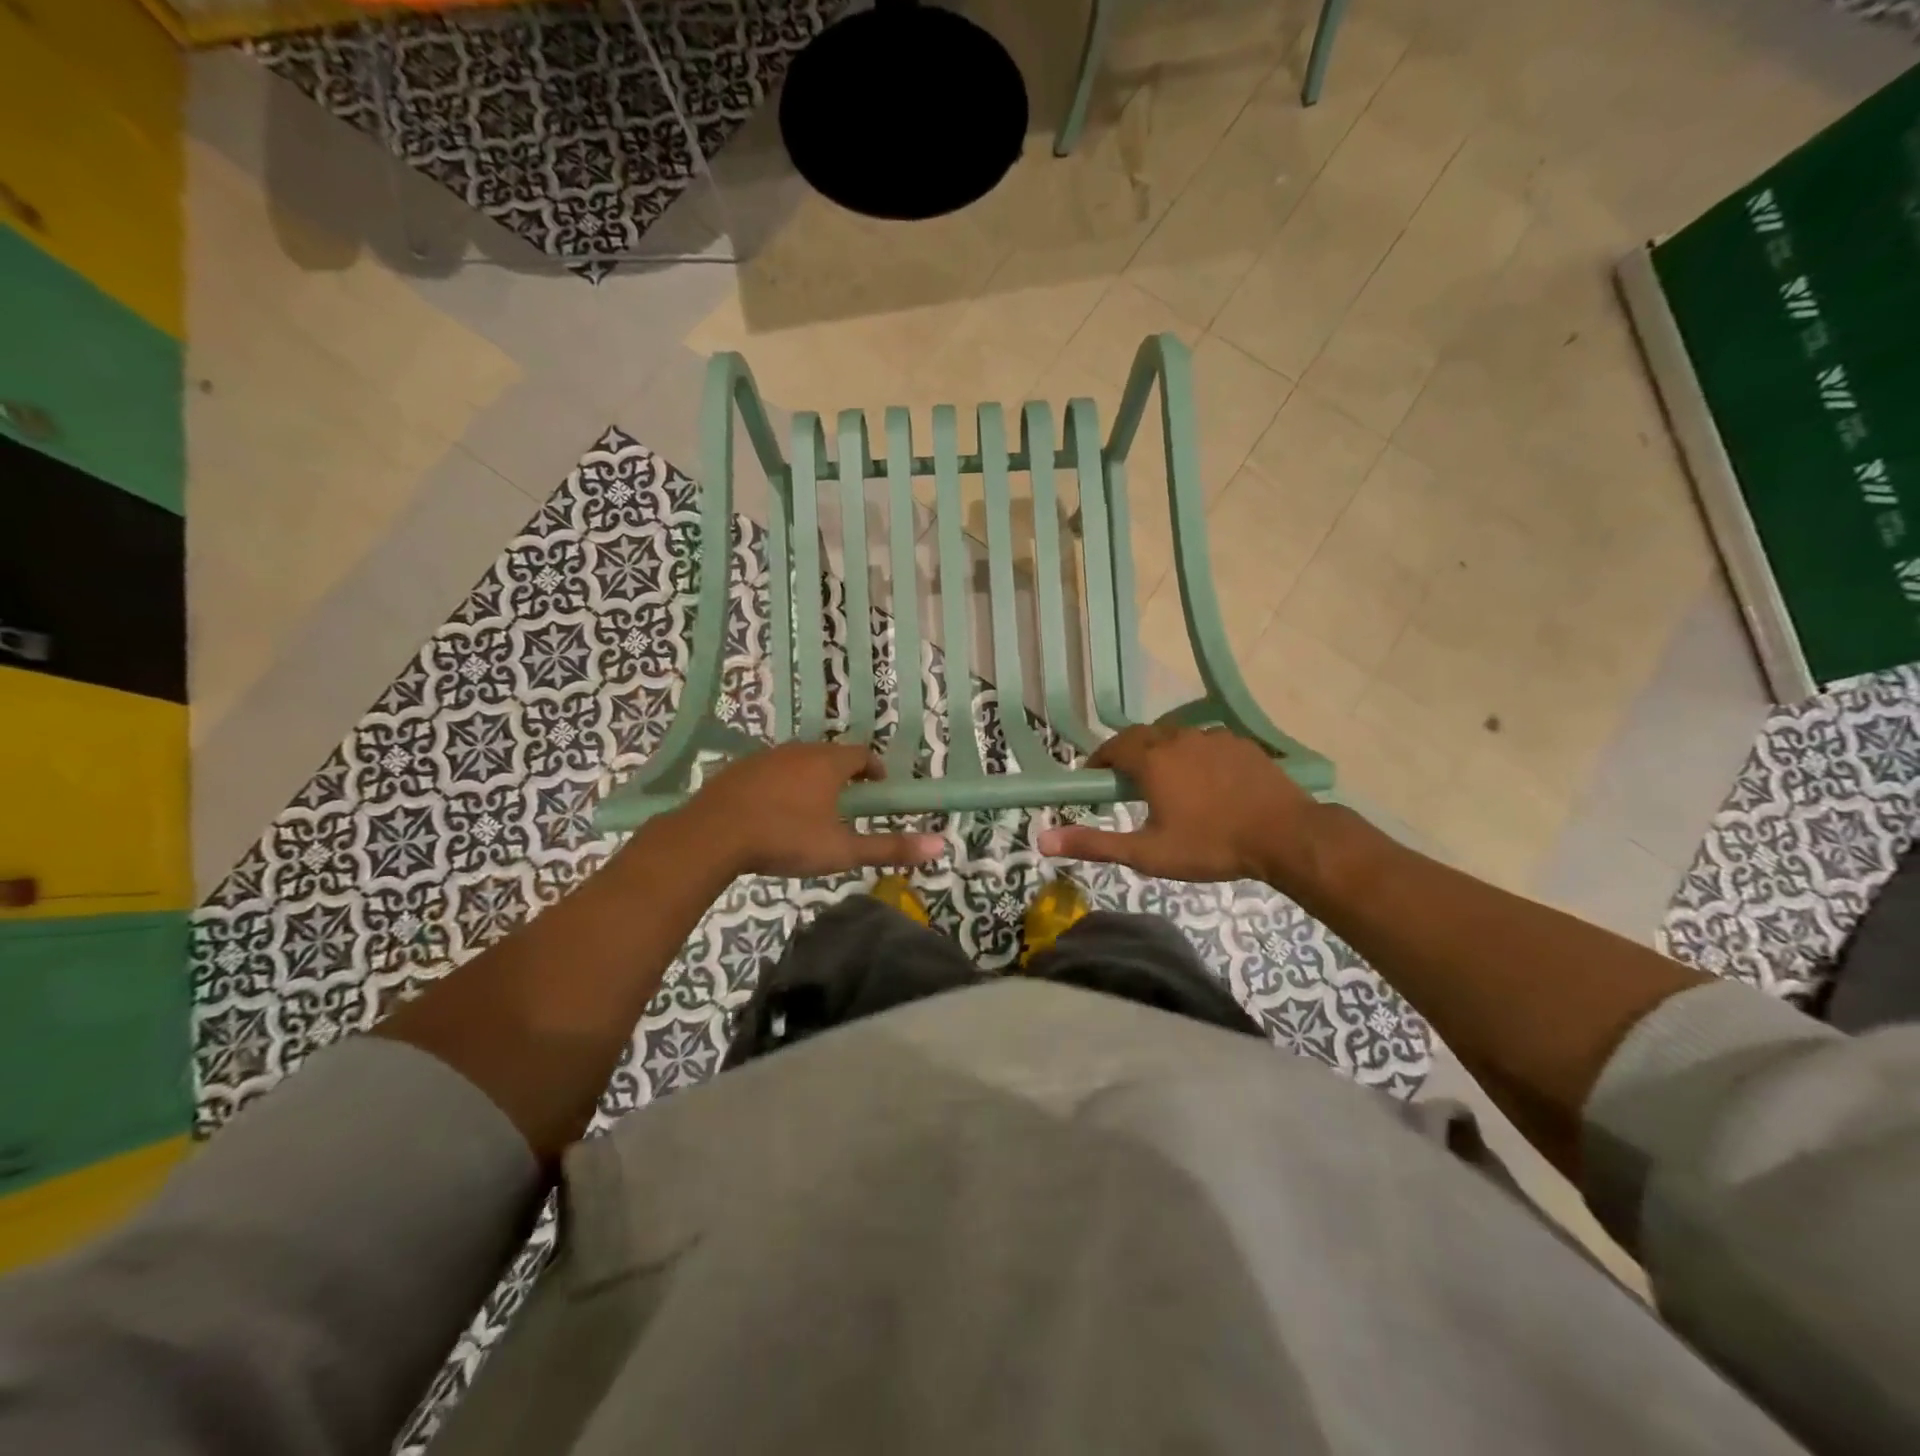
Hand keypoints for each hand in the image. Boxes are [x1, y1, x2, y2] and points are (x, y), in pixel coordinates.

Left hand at [672, 741, 945, 878]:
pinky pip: (769, 772)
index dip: (874, 770)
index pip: (862, 755)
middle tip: (848, 804)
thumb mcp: (842, 850)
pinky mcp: (738, 770)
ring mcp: (765, 758)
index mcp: (828, 763)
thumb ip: (890, 847)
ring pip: (798, 762)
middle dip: (843, 775)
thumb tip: (941, 844)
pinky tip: (772, 813)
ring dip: (810, 779)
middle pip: (830, 755)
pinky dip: (780, 786)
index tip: (878, 790)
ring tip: (811, 811)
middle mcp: (799, 750)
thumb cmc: (785, 839)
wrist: (712, 836)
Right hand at [1036, 723, 1321, 884]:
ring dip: (1161, 753)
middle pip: (1142, 737)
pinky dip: (1194, 756)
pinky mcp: (1241, 744)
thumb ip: (1094, 844)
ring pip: (1175, 737)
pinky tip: (1205, 782)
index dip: (1098, 761)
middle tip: (1125, 783)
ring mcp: (1213, 737)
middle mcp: (1178, 738)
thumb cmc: (1210, 845)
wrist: (1286, 836)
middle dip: (1127, 754)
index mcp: (1152, 759)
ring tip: (1165, 783)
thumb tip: (1042, 840)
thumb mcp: (1147, 853)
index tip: (1093, 779)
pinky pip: (1205, 743)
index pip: (1112, 747)